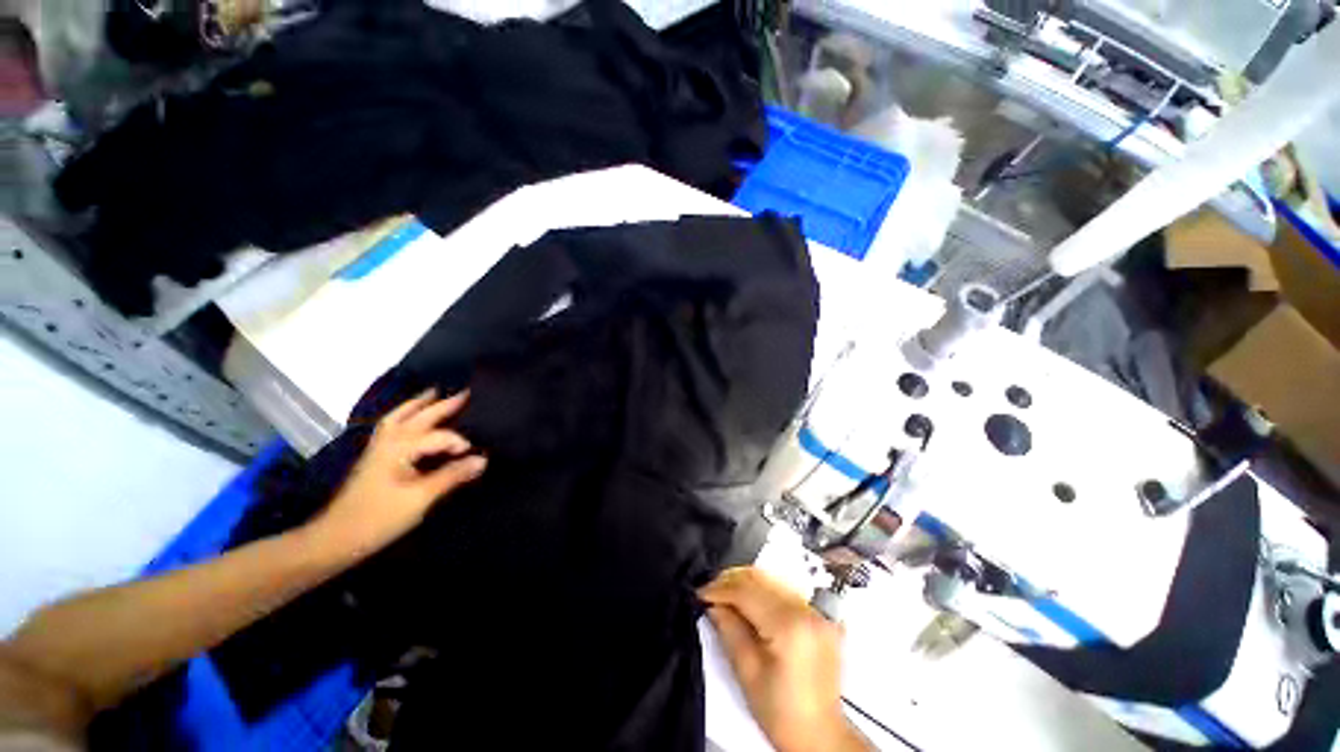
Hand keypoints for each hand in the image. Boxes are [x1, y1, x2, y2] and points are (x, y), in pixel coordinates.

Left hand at [307, 390, 486, 558]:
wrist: (335, 538)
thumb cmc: (379, 517)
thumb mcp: (421, 497)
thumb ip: (452, 475)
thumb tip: (482, 459)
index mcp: (401, 447)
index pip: (440, 436)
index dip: (460, 443)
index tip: (478, 455)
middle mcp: (389, 440)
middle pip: (419, 416)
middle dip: (443, 404)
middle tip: (466, 393)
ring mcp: (378, 447)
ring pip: (400, 416)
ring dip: (419, 404)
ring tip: (434, 393)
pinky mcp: (373, 457)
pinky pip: (392, 425)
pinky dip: (404, 415)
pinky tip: (409, 418)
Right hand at [699, 567, 869, 751]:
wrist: (820, 735)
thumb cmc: (784, 714)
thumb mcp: (747, 672)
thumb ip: (729, 630)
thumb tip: (713, 604)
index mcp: (789, 627)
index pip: (747, 592)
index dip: (720, 589)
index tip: (701, 593)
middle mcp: (806, 611)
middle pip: (760, 578)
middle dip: (731, 580)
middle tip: (711, 591)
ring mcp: (817, 611)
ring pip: (772, 579)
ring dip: (746, 583)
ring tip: (726, 596)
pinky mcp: (820, 616)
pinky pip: (785, 589)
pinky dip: (764, 590)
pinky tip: (750, 601)